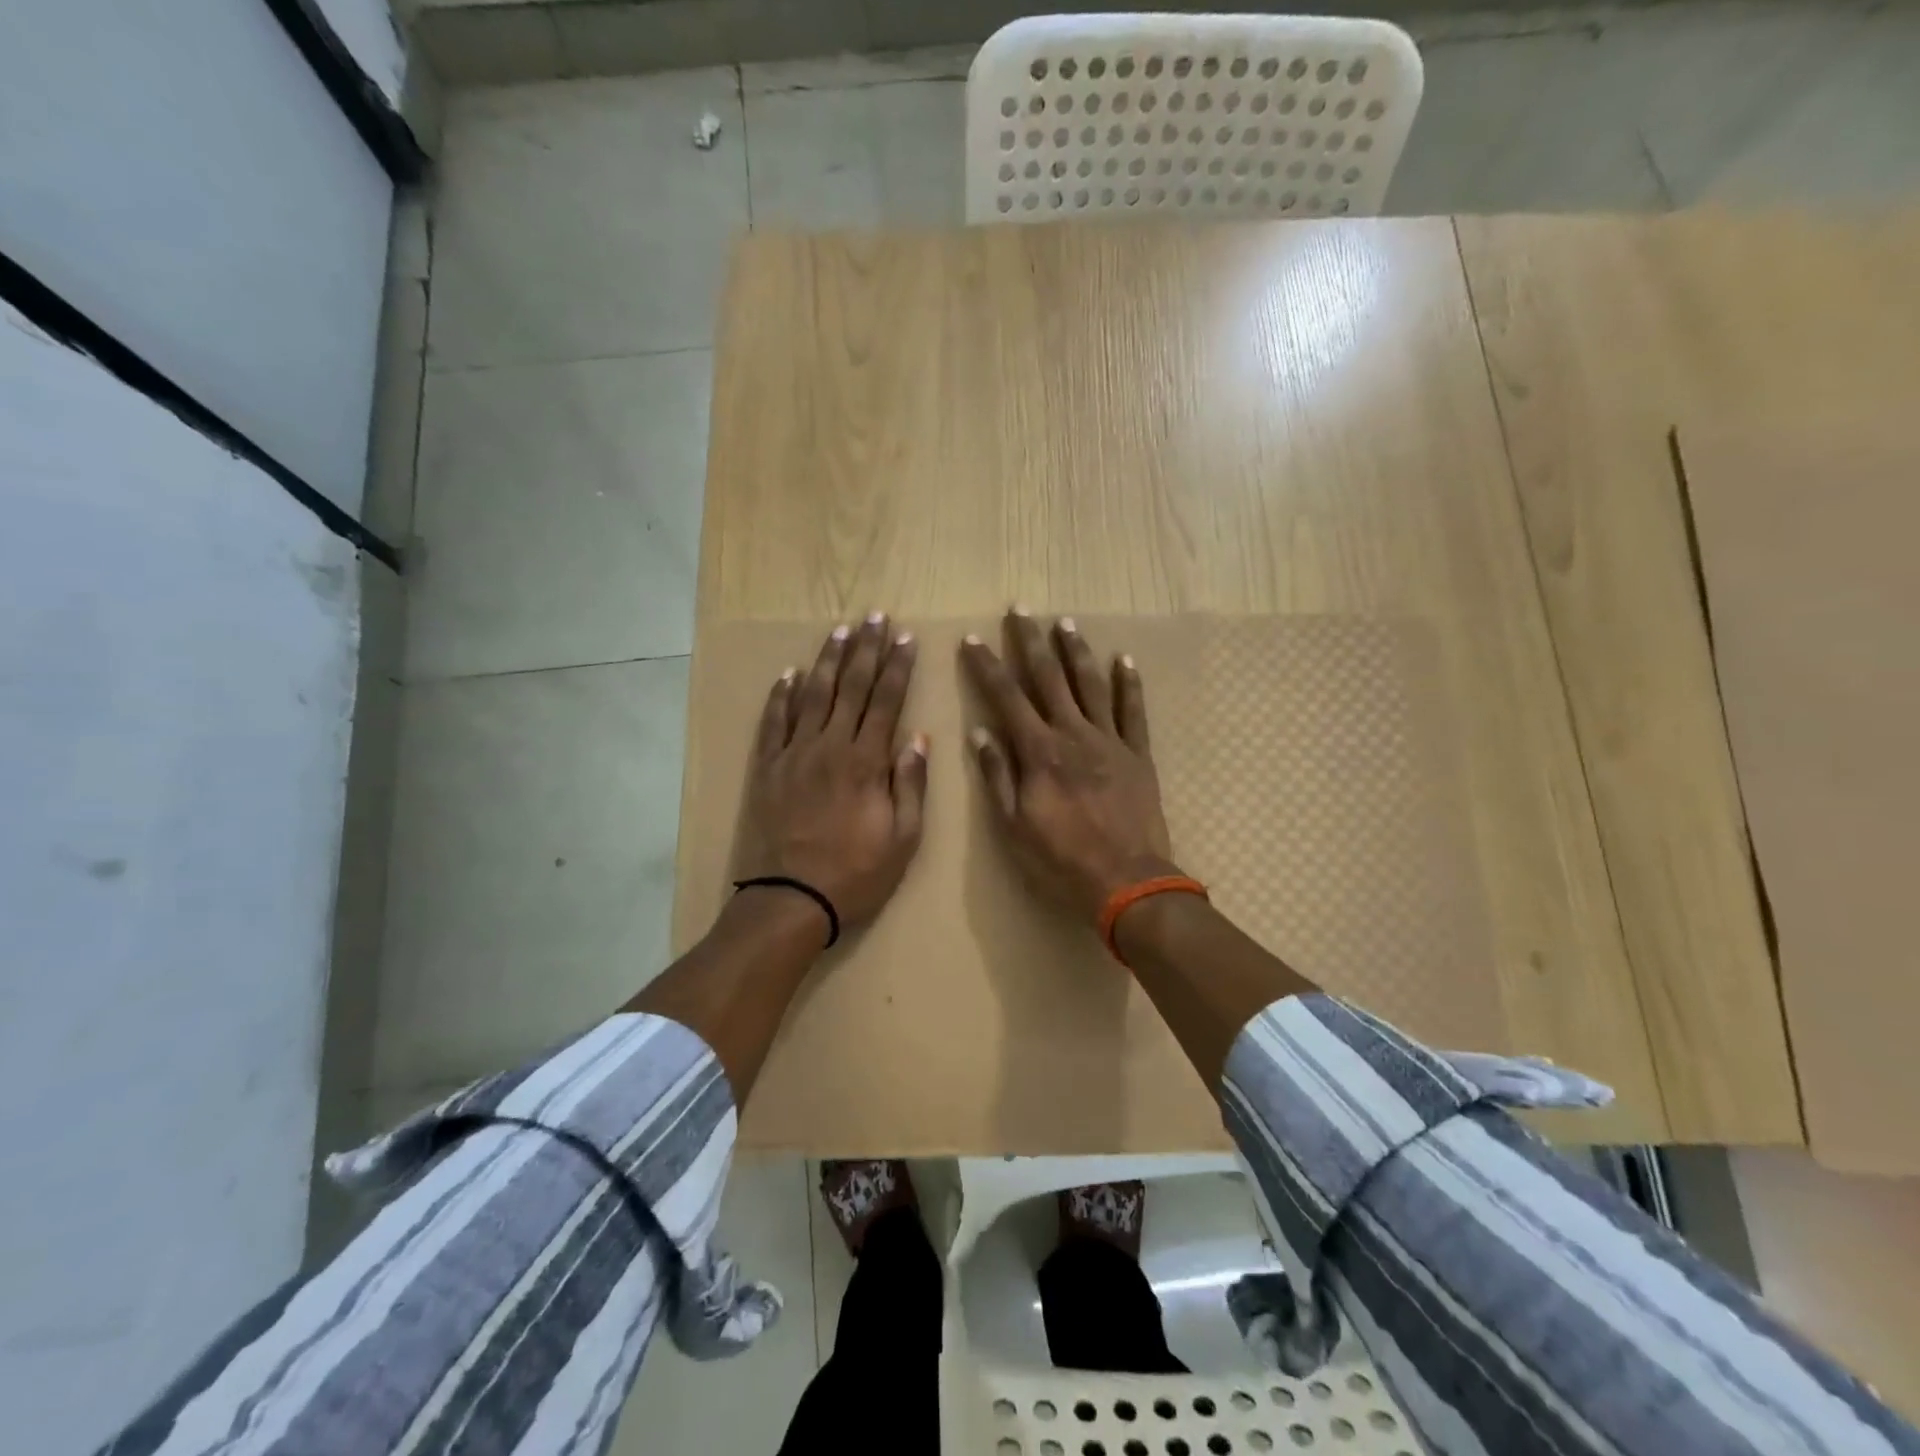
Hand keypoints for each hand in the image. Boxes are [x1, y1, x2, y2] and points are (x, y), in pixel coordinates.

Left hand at [734, 614, 928, 937]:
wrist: (791, 898)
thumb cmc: (856, 872)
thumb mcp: (903, 838)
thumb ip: (910, 784)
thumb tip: (918, 738)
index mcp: (866, 761)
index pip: (886, 701)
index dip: (898, 667)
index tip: (906, 638)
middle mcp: (830, 746)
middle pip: (851, 687)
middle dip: (866, 649)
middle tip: (875, 617)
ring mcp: (794, 754)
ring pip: (813, 695)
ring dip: (828, 661)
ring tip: (840, 631)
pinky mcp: (768, 768)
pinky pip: (774, 722)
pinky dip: (781, 695)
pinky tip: (789, 673)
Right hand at [961, 608, 1176, 923]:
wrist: (1126, 881)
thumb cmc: (1061, 859)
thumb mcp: (1014, 825)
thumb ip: (998, 775)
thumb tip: (980, 732)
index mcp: (1039, 752)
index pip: (1007, 698)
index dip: (987, 666)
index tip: (972, 639)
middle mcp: (1073, 734)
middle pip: (1049, 678)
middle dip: (1031, 642)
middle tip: (1020, 610)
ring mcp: (1109, 741)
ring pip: (1090, 685)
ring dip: (1076, 652)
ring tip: (1065, 623)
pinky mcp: (1138, 754)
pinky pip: (1133, 711)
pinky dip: (1129, 684)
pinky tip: (1124, 660)